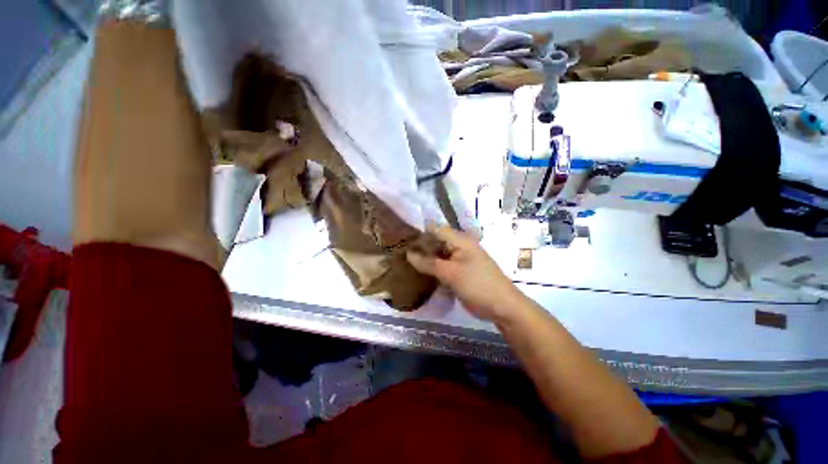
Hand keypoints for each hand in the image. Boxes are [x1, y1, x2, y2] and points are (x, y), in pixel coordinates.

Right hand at [407, 227, 524, 321]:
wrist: (502, 306)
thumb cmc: (478, 284)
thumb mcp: (451, 273)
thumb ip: (429, 263)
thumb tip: (408, 254)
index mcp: (460, 240)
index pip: (435, 230)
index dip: (419, 235)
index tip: (402, 242)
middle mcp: (459, 246)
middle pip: (436, 242)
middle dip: (420, 248)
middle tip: (400, 254)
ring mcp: (460, 260)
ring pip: (438, 255)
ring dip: (425, 259)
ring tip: (405, 263)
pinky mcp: (459, 272)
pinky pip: (442, 266)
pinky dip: (432, 269)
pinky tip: (419, 273)